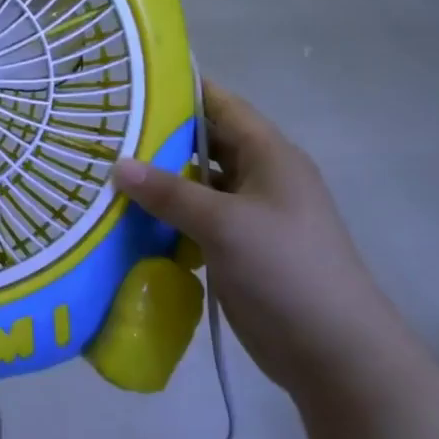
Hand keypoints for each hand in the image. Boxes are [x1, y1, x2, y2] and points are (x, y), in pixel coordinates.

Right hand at [112, 81, 428, 406]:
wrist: (334, 354)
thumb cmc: (286, 270)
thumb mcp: (225, 224)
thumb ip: (169, 192)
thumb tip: (117, 164)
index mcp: (269, 155)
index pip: (221, 104)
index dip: (180, 89)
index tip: (129, 83)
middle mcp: (260, 177)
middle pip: (204, 143)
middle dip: (157, 137)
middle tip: (104, 131)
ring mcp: (250, 215)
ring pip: (196, 184)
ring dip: (159, 181)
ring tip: (104, 171)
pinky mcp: (238, 248)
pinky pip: (195, 219)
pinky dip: (166, 216)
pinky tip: (127, 218)